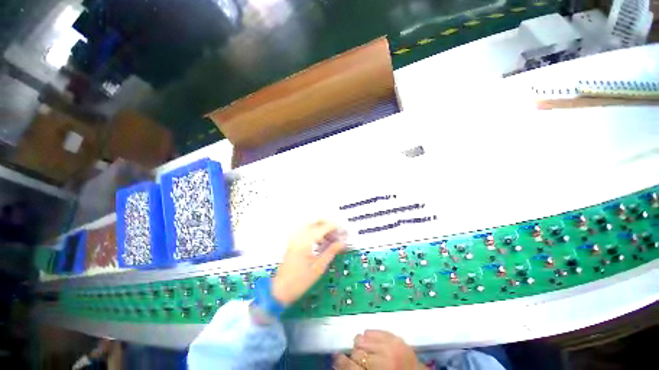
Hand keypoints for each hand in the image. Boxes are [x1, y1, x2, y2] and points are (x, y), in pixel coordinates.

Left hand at [272, 220, 346, 305]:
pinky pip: (304, 231)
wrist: (280, 290)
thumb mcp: (319, 267)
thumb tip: (341, 243)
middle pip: (313, 222)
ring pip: (309, 226)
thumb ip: (331, 252)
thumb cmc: (300, 281)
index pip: (321, 228)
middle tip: (335, 232)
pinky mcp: (292, 243)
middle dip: (326, 224)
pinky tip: (320, 242)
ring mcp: (294, 239)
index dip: (332, 227)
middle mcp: (298, 237)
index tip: (341, 229)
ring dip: (319, 228)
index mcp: (305, 242)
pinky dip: (313, 232)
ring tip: (329, 237)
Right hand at [336, 330, 426, 369]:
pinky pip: (377, 330)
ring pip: (364, 337)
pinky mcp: (397, 338)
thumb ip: (356, 369)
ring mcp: (391, 346)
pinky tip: (371, 338)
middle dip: (355, 354)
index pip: (350, 365)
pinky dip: (371, 334)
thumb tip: (340, 359)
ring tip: (365, 348)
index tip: (337, 357)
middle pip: (357, 350)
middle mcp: (383, 359)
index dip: (341, 361)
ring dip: (362, 343)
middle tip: (357, 358)